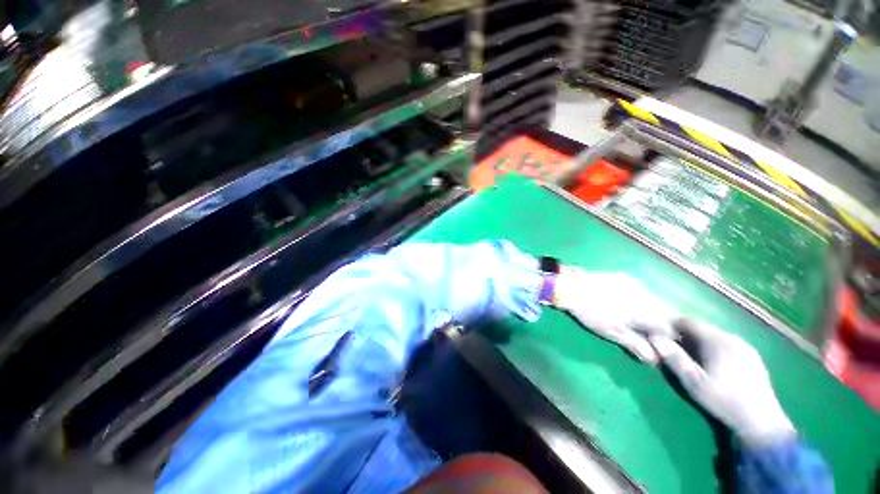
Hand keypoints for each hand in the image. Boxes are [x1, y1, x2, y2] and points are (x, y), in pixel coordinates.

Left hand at [553, 269, 676, 363]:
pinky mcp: (623, 277)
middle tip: (647, 333)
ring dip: (651, 311)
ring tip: (636, 319)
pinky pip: (641, 291)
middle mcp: (647, 294)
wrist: (571, 286)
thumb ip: (637, 345)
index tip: (659, 344)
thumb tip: (656, 359)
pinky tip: (627, 305)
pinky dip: (640, 300)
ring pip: (653, 300)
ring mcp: (635, 283)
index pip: (669, 327)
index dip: (667, 338)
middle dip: (659, 324)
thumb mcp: (613, 333)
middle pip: (664, 312)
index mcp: (648, 310)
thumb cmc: (592, 312)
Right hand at [650, 319, 796, 446]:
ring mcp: (745, 347)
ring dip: (699, 343)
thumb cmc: (723, 401)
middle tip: (674, 351)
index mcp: (718, 340)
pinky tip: (713, 366)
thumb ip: (673, 357)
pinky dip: (714, 349)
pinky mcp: (752, 357)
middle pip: (702, 328)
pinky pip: (726, 345)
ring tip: (692, 359)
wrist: (761, 423)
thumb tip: (653, 337)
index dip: (671, 326)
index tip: (660, 337)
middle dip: (685, 336)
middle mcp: (733, 338)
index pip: (687, 321)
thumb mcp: (693, 382)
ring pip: (714, 336)